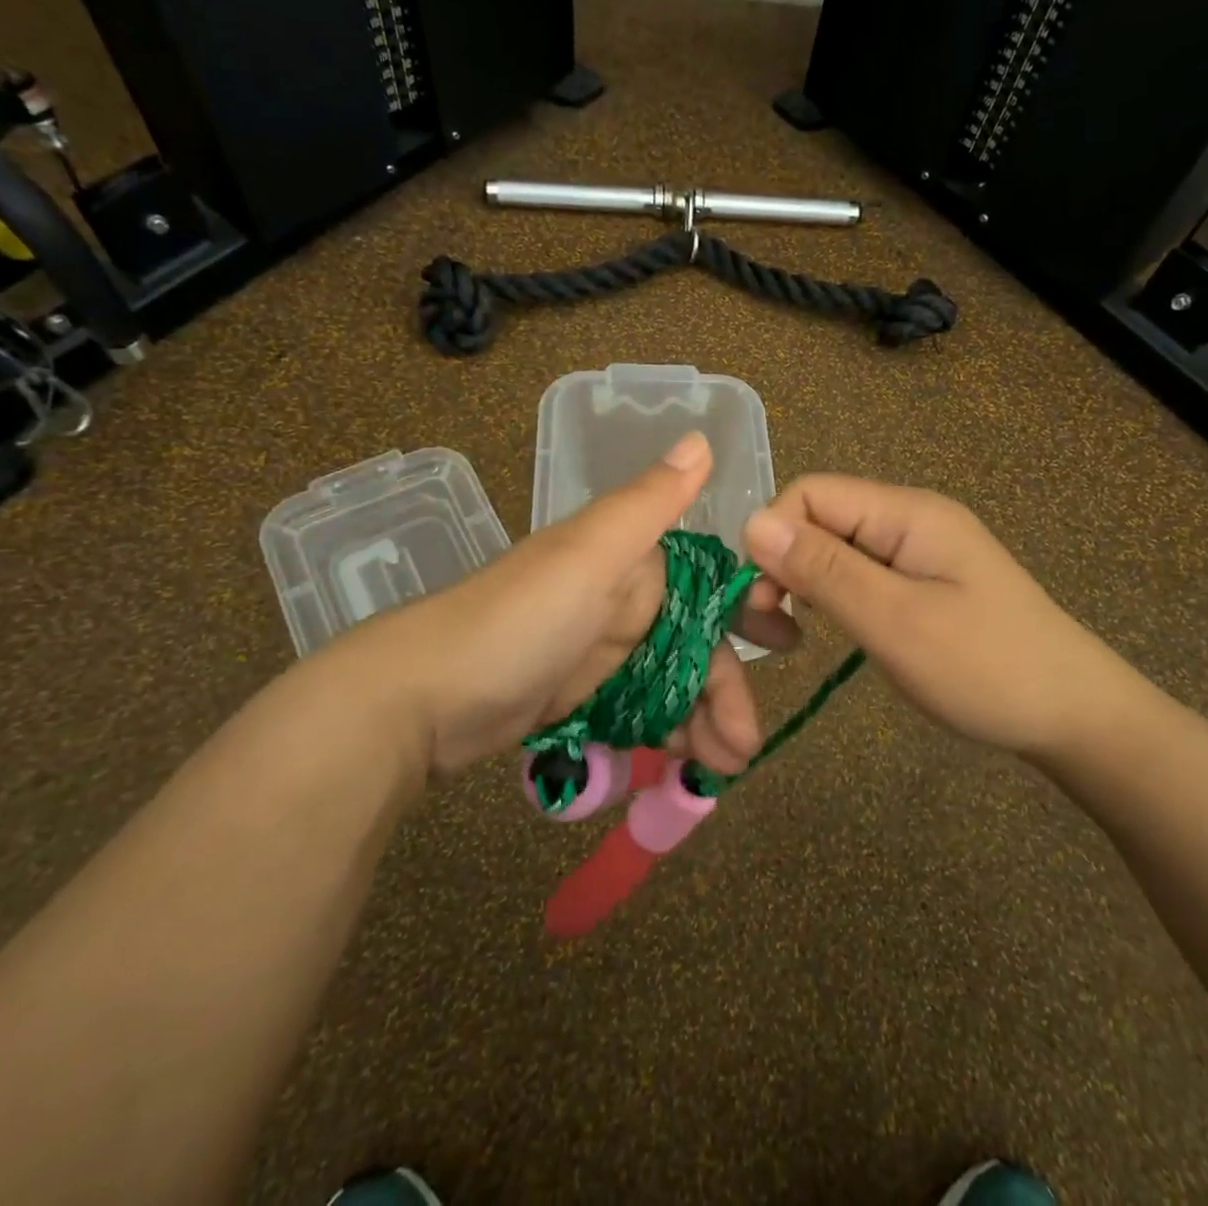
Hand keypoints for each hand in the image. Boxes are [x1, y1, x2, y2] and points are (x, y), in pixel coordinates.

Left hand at [325, 433, 796, 778]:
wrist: (421, 697)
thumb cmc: (519, 620)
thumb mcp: (591, 554)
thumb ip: (650, 502)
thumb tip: (703, 438)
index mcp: (630, 561)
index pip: (709, 583)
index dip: (747, 610)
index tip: (785, 643)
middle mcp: (621, 600)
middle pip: (695, 642)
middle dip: (727, 686)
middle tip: (749, 743)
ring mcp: (599, 652)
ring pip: (672, 681)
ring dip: (704, 721)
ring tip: (724, 769)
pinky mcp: (579, 696)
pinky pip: (641, 710)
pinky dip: (667, 733)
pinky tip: (687, 765)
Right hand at [741, 475, 1157, 760]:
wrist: (1075, 715)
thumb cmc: (985, 668)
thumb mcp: (895, 621)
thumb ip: (823, 569)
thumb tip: (751, 522)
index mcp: (906, 513)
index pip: (810, 494)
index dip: (772, 537)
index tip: (759, 601)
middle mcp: (908, 519)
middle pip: (818, 519)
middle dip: (781, 565)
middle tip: (772, 632)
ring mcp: (916, 550)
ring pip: (832, 548)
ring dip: (801, 584)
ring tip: (793, 636)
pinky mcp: (920, 581)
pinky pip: (856, 572)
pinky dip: (830, 597)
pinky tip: (829, 629)